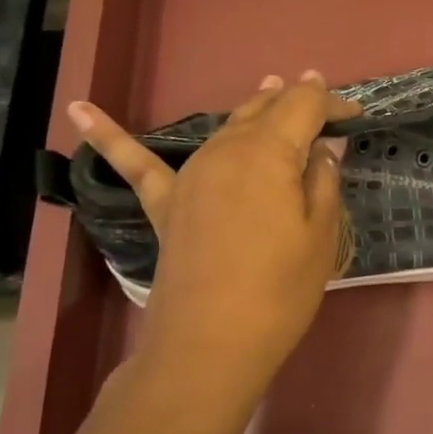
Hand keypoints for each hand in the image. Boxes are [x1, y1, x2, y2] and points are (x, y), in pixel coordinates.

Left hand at [68, 72, 359, 412]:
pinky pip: (136, 164)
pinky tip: (78, 108)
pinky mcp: (165, 204)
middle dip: (294, 100)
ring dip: (251, 108)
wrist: (211, 343)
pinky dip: (108, 136)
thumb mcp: (321, 235)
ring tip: (268, 90)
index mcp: (269, 153)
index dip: (331, 103)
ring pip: (224, 126)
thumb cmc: (281, 290)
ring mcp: (190, 175)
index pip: (304, 106)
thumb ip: (323, 181)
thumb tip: (323, 148)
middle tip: (318, 98)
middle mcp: (225, 150)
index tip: (355, 115)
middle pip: (263, 110)